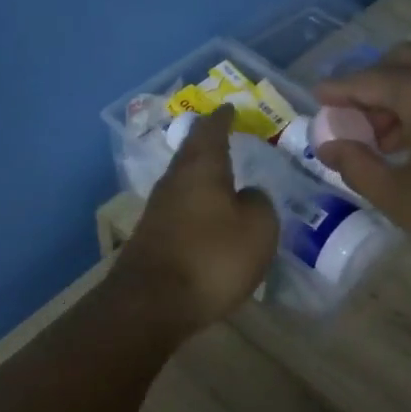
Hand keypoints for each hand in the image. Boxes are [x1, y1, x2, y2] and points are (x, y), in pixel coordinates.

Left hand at [111, 106, 278, 331]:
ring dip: (202, 177)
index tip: (230, 107)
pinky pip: (180, 210)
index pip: (212, 130)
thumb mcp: (257, 228)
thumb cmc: (211, 257)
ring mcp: (158, 210)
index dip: (223, 118)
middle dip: (208, 144)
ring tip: (223, 178)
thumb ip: (259, 203)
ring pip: (184, 182)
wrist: (151, 304)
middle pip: (192, 153)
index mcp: (201, 167)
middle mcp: (175, 181)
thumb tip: (248, 195)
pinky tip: (208, 218)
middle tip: (227, 138)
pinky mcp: (152, 238)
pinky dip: (196, 206)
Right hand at [314, 44, 410, 282]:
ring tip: (384, 139)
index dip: (337, 90)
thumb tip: (328, 144)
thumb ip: (356, 164)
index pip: (366, 80)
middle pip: (400, 62)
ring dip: (401, 92)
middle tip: (354, 122)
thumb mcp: (399, 196)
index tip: (316, 98)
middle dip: (371, 85)